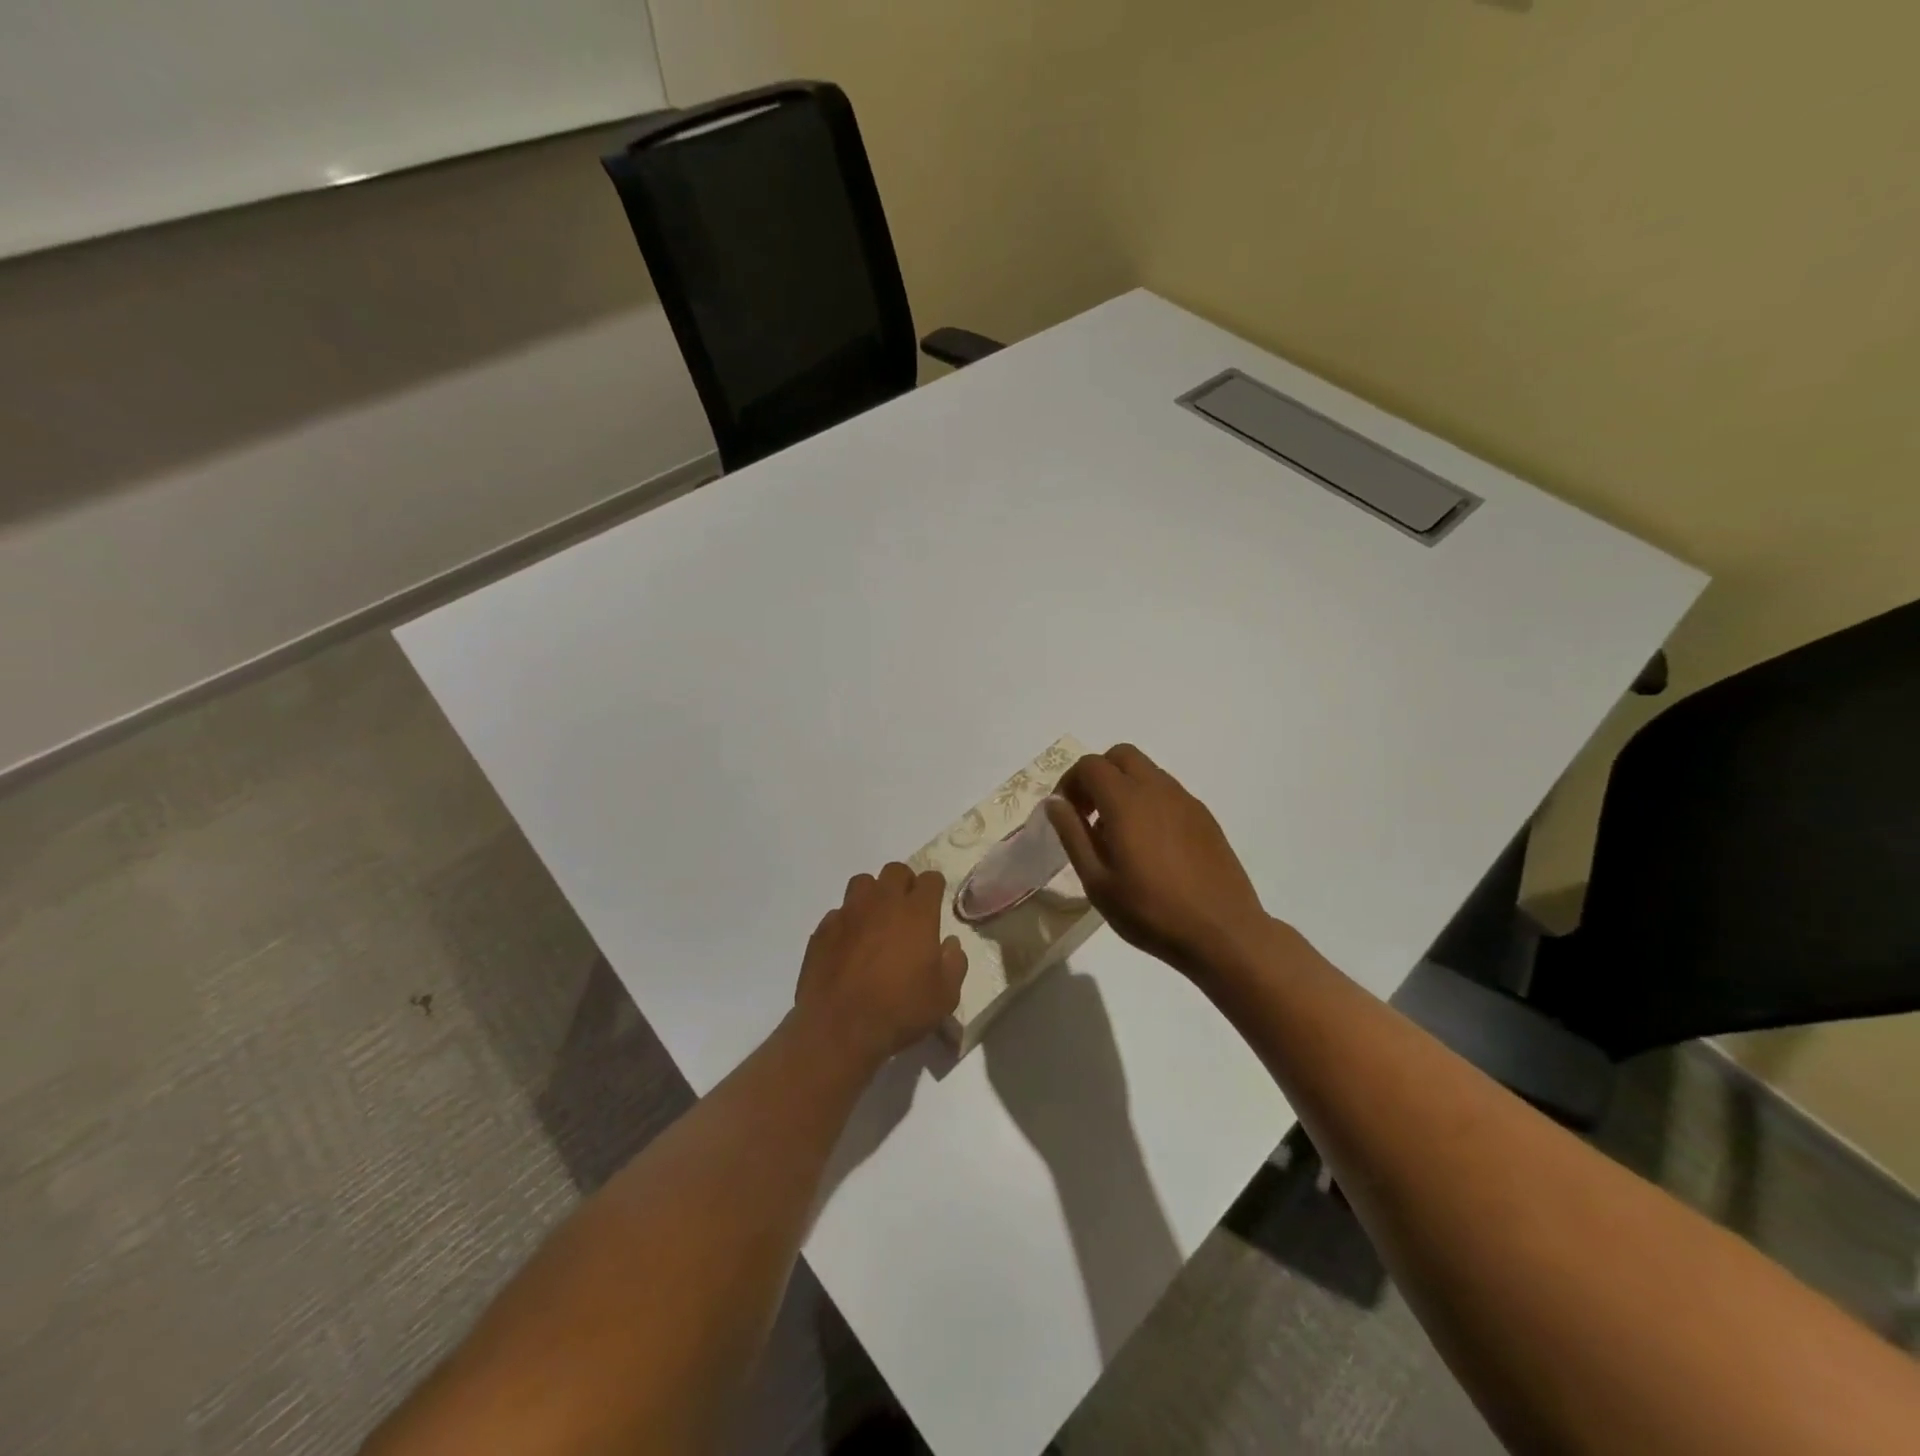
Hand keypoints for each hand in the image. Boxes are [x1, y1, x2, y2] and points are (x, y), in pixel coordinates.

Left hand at [794, 862, 967, 1070]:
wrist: (839, 1029)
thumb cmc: (900, 1011)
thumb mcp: (945, 996)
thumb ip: (954, 964)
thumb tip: (950, 944)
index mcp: (916, 913)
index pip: (930, 879)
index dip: (934, 889)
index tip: (935, 905)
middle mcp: (882, 903)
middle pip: (895, 870)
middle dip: (904, 883)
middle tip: (907, 910)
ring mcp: (849, 913)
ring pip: (863, 883)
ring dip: (873, 895)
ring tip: (875, 920)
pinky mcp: (823, 929)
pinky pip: (839, 912)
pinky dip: (847, 922)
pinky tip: (849, 945)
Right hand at [1046, 744, 1272, 976]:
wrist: (1222, 932)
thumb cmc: (1150, 911)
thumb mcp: (1097, 880)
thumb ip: (1072, 834)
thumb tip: (1055, 802)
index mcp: (1126, 801)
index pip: (1090, 765)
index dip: (1070, 782)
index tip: (1065, 814)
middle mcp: (1157, 789)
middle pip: (1120, 755)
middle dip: (1097, 775)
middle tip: (1088, 813)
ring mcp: (1185, 800)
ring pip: (1147, 771)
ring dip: (1123, 786)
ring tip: (1117, 832)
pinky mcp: (1204, 816)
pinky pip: (1168, 792)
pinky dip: (1148, 801)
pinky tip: (1149, 844)